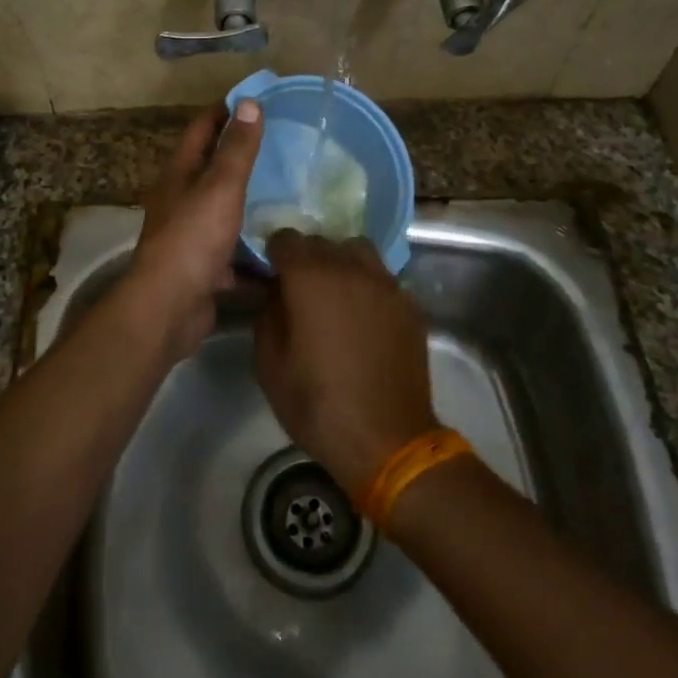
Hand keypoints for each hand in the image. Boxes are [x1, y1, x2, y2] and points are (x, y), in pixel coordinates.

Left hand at [123, 101, 263, 359]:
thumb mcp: (220, 187)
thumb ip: (237, 149)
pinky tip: (284, 246)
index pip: (202, 128)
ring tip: (293, 193)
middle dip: (244, 157)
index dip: (226, 111)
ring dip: (253, 203)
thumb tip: (249, 103)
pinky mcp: (205, 268)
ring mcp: (192, 236)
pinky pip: (235, 252)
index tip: (258, 100)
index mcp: (180, 174)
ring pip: (226, 211)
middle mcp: (181, 200)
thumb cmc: (193, 238)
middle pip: (213, 169)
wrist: (169, 308)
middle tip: (285, 146)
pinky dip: (255, 249)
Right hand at [253, 231, 438, 494]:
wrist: (386, 439)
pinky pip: (381, 278)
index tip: (270, 275)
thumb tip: (276, 291)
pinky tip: (364, 318)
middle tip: (299, 290)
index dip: (274, 254)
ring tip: (335, 295)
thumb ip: (268, 313)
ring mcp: (385, 283)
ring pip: (357, 251)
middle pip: (321, 242)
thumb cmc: (317, 404)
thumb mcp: (269, 364)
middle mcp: (350, 268)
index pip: (285, 239)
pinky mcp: (409, 303)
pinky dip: (367, 286)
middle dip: (306, 258)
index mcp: (310, 277)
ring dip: (340, 264)